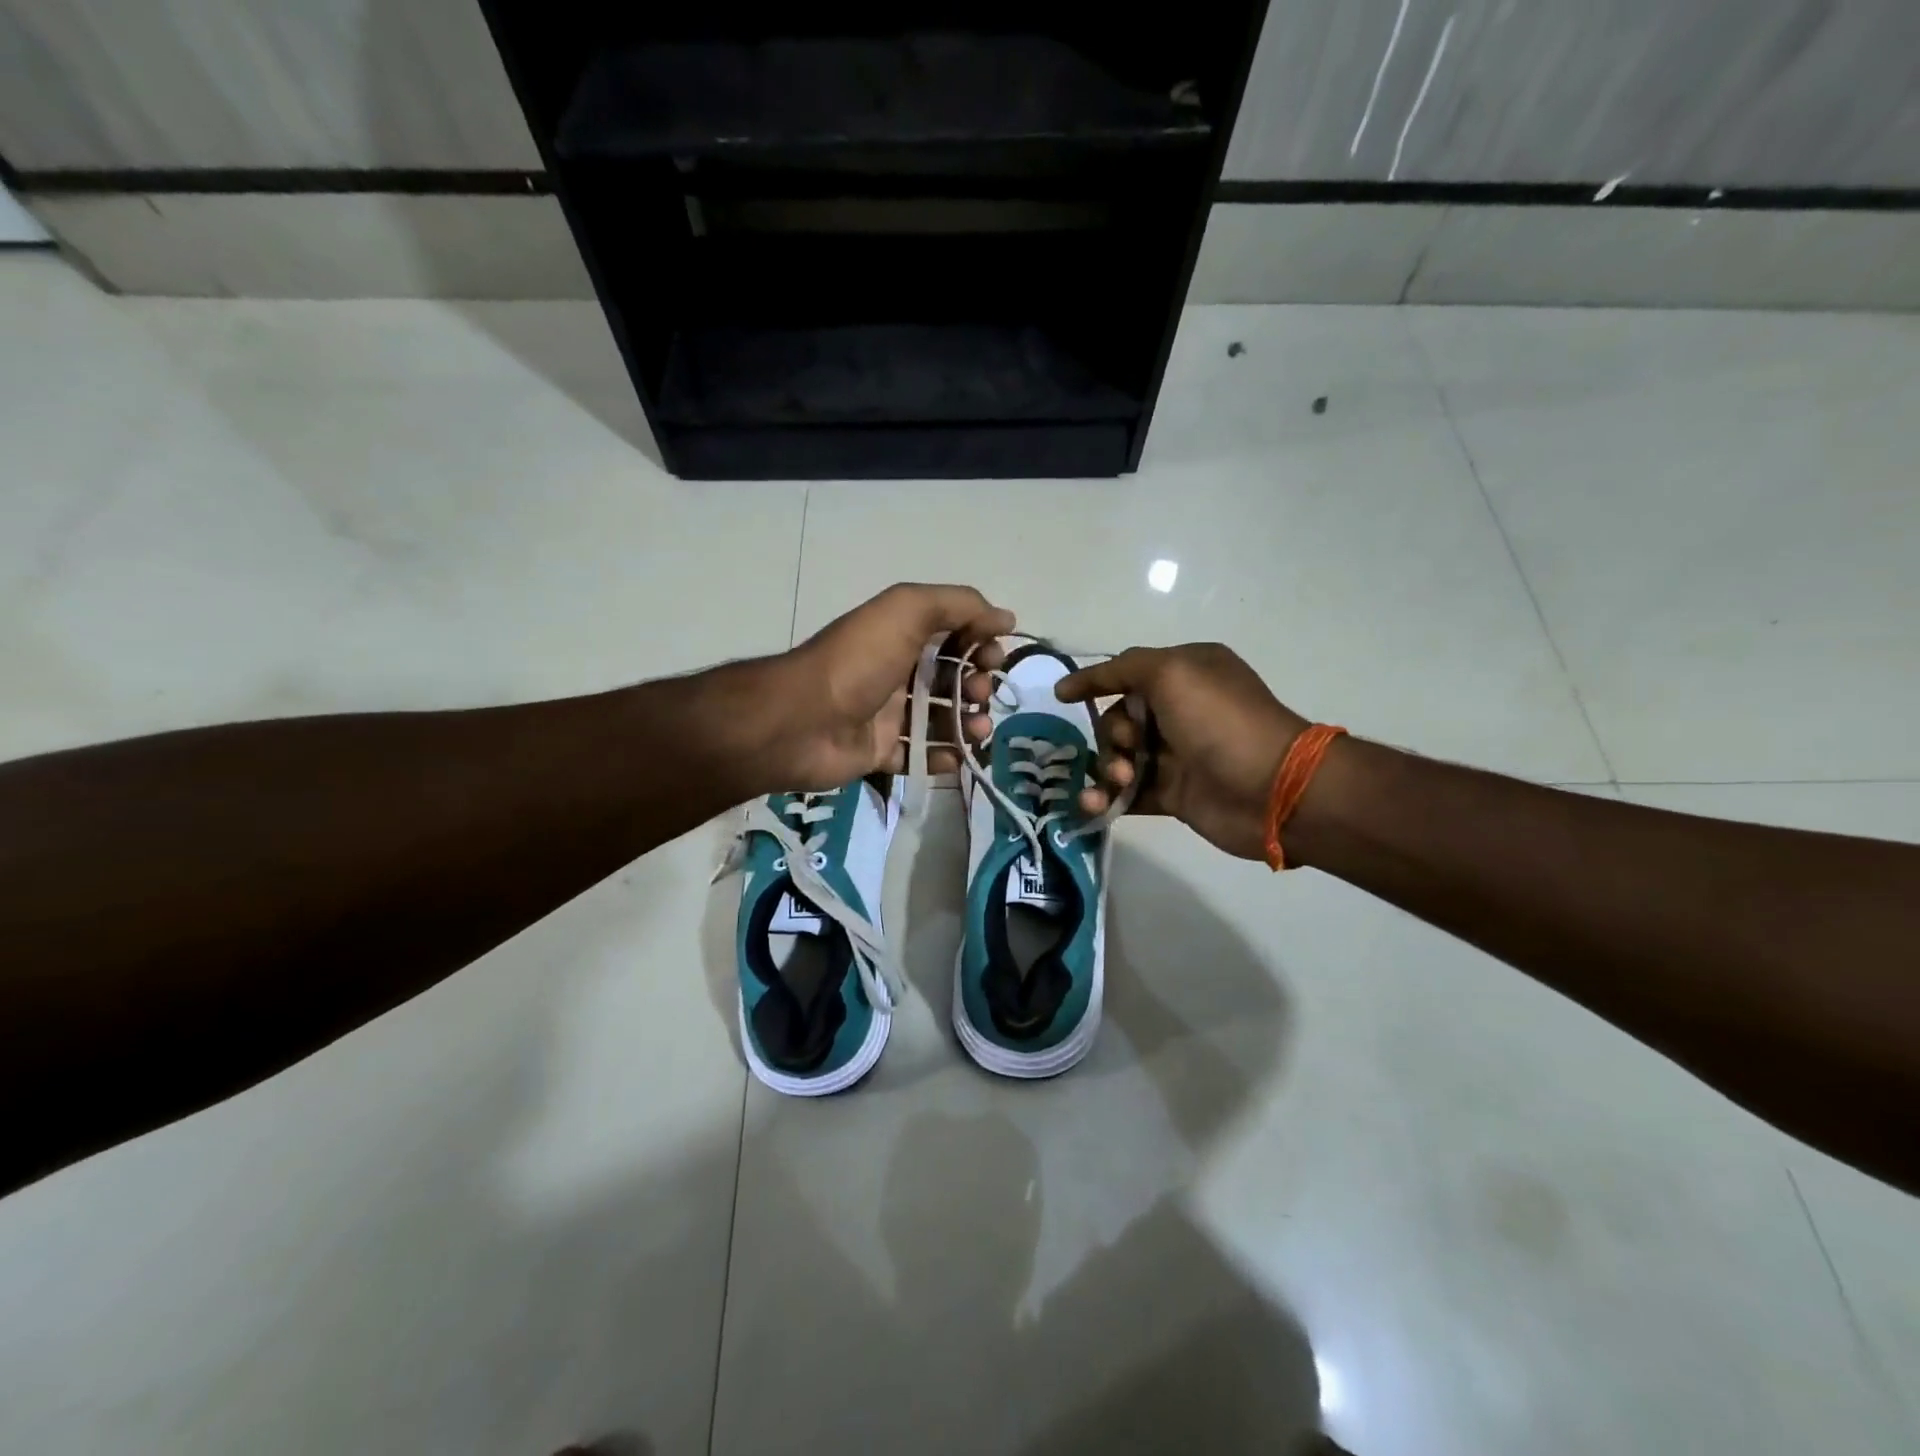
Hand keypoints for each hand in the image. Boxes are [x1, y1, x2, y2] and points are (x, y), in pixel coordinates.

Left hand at [755, 583, 1010, 791]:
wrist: (802, 721)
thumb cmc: (859, 661)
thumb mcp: (907, 611)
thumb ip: (959, 605)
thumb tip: (1005, 618)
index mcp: (899, 635)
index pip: (952, 634)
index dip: (979, 642)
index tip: (995, 656)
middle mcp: (894, 671)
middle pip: (949, 678)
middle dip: (976, 685)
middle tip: (981, 694)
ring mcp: (885, 714)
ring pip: (939, 719)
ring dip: (967, 723)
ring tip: (977, 731)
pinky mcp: (878, 752)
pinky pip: (918, 755)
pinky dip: (941, 757)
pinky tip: (954, 756)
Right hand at [1057, 644, 1309, 859]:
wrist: (1269, 789)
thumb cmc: (1219, 721)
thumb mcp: (1172, 672)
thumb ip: (1125, 667)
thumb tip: (1083, 682)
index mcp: (1186, 674)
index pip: (1128, 673)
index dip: (1094, 682)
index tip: (1061, 696)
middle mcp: (1180, 711)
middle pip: (1118, 718)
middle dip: (1111, 733)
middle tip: (1128, 747)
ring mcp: (1176, 755)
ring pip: (1118, 756)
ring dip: (1106, 767)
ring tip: (1120, 780)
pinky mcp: (1172, 794)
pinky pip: (1126, 792)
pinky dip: (1107, 797)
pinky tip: (1095, 806)